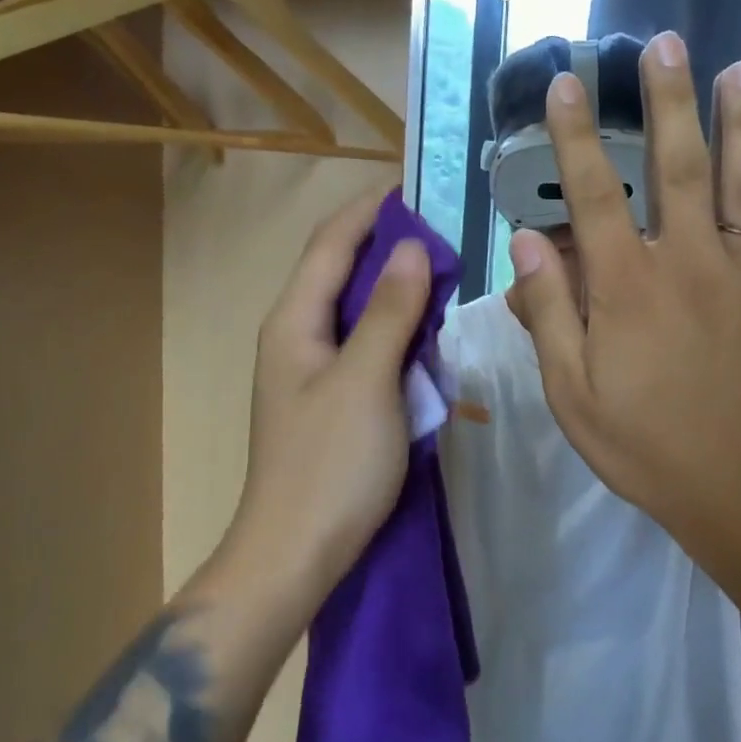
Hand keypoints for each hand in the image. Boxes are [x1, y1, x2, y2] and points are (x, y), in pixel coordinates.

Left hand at [233, 186, 434, 594]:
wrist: (296, 553)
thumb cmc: (331, 464)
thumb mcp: (367, 379)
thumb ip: (389, 311)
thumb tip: (411, 248)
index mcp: (294, 322)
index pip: (331, 244)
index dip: (369, 211)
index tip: (416, 189)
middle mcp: (297, 336)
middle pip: (342, 272)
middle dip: (389, 247)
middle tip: (446, 235)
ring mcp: (313, 371)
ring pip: (357, 311)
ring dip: (397, 291)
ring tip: (444, 277)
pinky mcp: (332, 400)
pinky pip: (367, 348)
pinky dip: (397, 332)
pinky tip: (427, 337)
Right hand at [505, 31, 740, 554]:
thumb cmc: (647, 448)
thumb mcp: (573, 396)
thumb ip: (548, 315)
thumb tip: (527, 241)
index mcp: (628, 288)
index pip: (593, 196)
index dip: (576, 137)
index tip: (568, 84)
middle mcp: (689, 264)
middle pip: (679, 168)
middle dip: (670, 102)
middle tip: (668, 43)